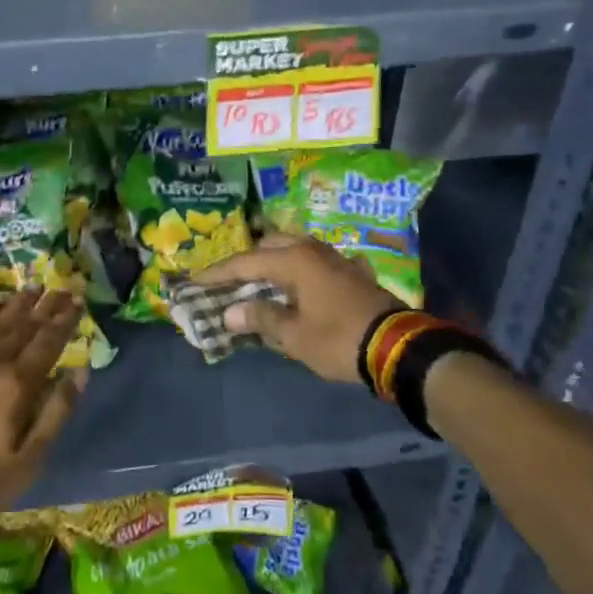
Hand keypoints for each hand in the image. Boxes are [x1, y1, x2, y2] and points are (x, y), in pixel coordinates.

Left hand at [0, 288, 84, 517]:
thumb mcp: (29, 460)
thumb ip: (57, 412)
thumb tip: (79, 372)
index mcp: (18, 384)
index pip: (48, 341)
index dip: (64, 320)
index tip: (77, 300)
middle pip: (24, 325)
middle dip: (46, 305)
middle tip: (61, 288)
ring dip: (18, 303)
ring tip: (33, 288)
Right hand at [192, 234, 397, 385]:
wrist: (397, 347)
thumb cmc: (338, 339)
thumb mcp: (294, 335)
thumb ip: (260, 317)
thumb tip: (229, 312)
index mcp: (294, 260)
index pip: (244, 262)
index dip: (217, 273)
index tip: (195, 280)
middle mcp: (312, 250)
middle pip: (269, 246)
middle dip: (246, 261)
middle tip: (228, 281)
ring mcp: (334, 258)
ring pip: (294, 250)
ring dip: (273, 263)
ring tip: (257, 281)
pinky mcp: (350, 272)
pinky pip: (314, 263)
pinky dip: (298, 271)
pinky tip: (297, 285)